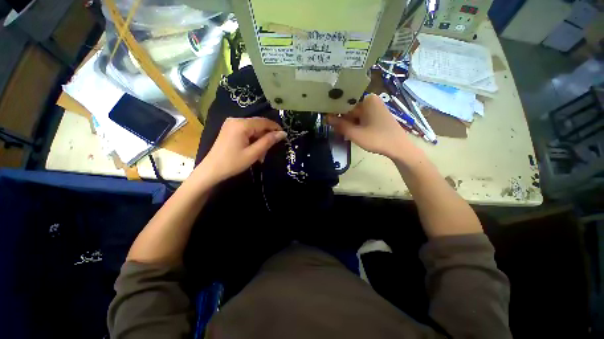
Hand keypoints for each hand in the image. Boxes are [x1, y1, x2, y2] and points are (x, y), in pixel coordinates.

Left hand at [197, 117, 285, 182]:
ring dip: (260, 139)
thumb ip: (268, 141)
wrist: (211, 170)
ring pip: (253, 128)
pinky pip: (246, 131)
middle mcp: (236, 119)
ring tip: (262, 154)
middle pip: (258, 124)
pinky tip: (254, 150)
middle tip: (272, 148)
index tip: (284, 136)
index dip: (275, 128)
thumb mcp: (253, 153)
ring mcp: (231, 124)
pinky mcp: (229, 129)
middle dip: (267, 135)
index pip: (264, 122)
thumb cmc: (233, 163)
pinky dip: (253, 139)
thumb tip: (283, 133)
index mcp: (241, 124)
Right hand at [327, 94, 414, 158]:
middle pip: (350, 109)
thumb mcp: (355, 133)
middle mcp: (371, 101)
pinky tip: (351, 133)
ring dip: (348, 124)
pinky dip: (355, 125)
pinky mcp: (377, 116)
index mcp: (367, 100)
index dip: (335, 112)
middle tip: (334, 130)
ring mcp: (375, 108)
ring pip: (355, 115)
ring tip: (342, 133)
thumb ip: (340, 125)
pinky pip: (362, 118)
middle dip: (342, 120)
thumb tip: (326, 118)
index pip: (345, 103)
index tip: (326, 119)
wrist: (398, 148)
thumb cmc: (377, 139)